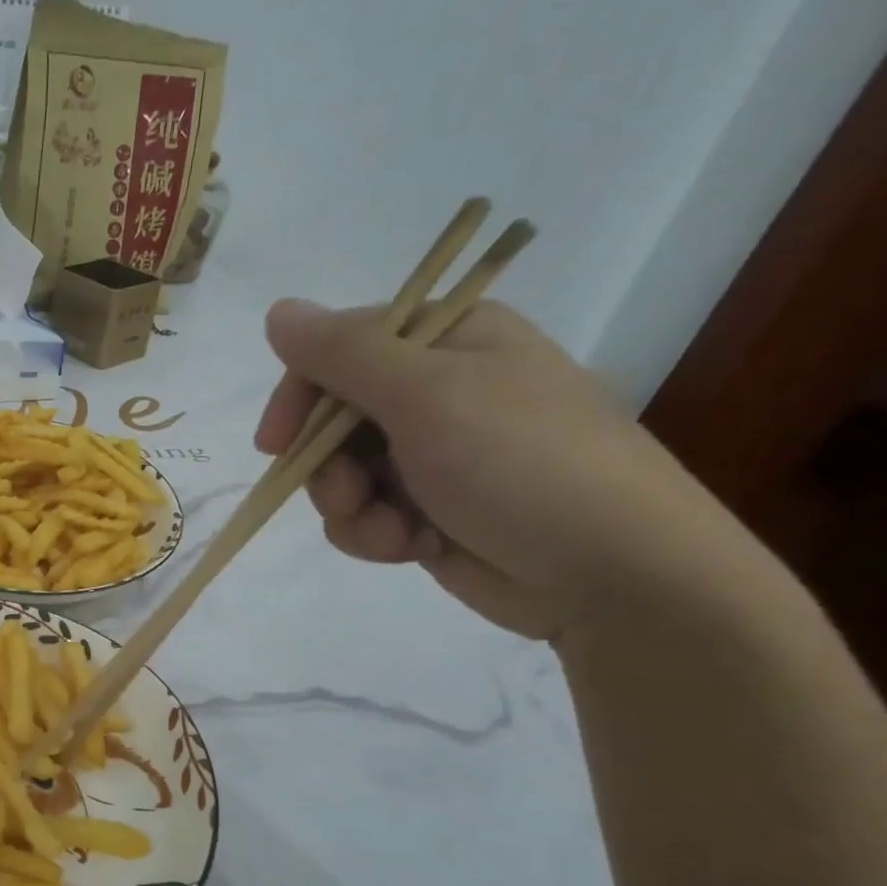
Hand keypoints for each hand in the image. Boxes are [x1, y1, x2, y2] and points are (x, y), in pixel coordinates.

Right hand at [254, 299, 735, 639]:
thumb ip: (344, 353)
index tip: (275, 444)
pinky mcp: (427, 509)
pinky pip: (365, 515)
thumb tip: (277, 311)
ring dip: (351, 509)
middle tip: (349, 494)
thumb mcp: (427, 395)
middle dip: (328, 466)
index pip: (339, 350)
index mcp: (448, 340)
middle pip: (332, 418)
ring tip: (394, 530)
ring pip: (340, 474)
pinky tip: (413, 548)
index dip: (300, 395)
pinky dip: (376, 535)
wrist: (610, 574)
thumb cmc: (522, 463)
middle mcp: (437, 391)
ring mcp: (432, 454)